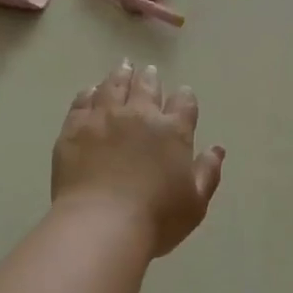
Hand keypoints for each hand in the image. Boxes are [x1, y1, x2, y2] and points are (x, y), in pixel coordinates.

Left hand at [52, 61, 225, 257]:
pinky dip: (90, 93)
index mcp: (173, 131)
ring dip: (121, 75)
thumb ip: (208, 172)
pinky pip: (83, 101)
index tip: (183, 95)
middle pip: (147, 87)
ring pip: (114, 86)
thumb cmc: (156, 219)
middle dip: (150, 78)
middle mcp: (140, 115)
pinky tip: (91, 91)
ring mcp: (104, 118)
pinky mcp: (74, 128)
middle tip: (149, 71)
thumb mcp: (195, 203)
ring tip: (123, 68)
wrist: (100, 225)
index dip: (185, 98)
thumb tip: (217, 149)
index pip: (184, 103)